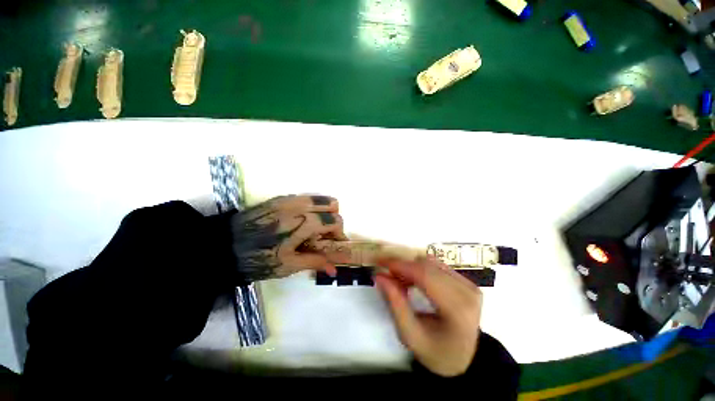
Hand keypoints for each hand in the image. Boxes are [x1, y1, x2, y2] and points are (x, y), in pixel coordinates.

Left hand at [229, 195, 348, 281]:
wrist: (224, 245)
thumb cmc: (258, 258)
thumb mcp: (288, 265)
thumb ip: (316, 262)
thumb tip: (335, 270)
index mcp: (305, 222)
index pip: (335, 220)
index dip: (339, 233)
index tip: (334, 243)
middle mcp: (301, 205)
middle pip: (333, 203)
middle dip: (333, 218)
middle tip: (324, 234)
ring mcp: (290, 198)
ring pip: (320, 197)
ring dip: (324, 211)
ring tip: (313, 227)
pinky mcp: (281, 198)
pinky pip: (306, 197)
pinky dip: (311, 207)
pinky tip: (300, 221)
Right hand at [375, 256, 482, 376]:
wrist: (463, 360)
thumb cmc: (436, 353)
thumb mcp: (410, 335)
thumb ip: (395, 304)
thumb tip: (380, 276)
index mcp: (458, 310)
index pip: (425, 276)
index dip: (401, 266)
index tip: (380, 263)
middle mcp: (468, 292)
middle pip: (427, 266)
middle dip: (403, 266)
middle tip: (386, 275)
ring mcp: (469, 284)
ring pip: (431, 262)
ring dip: (411, 267)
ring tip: (399, 280)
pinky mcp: (466, 281)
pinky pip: (437, 265)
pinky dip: (419, 269)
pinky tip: (412, 280)